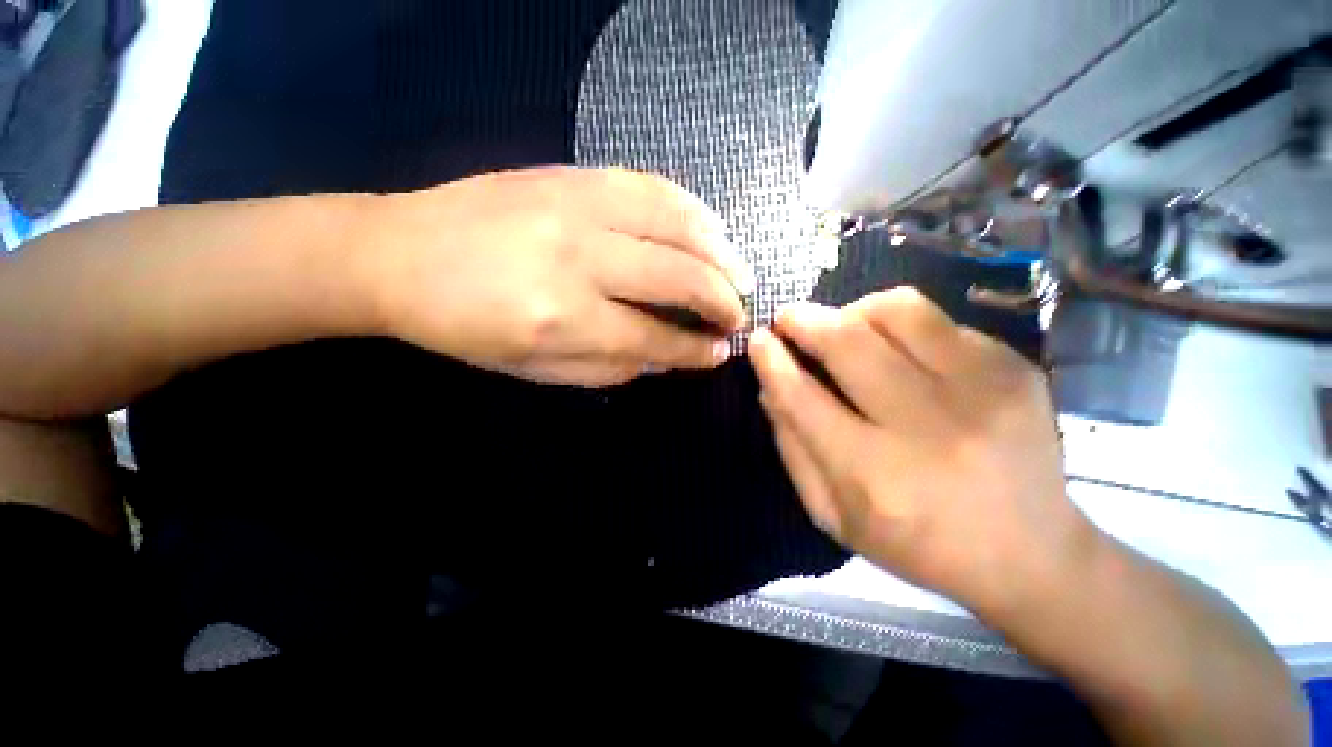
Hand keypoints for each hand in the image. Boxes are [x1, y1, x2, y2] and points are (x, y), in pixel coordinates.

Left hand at [365, 167, 753, 386]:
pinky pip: (651, 185)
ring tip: (740, 273)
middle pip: (679, 276)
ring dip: (720, 252)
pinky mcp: (572, 175)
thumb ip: (608, 368)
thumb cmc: (465, 327)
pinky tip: (710, 227)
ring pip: (677, 223)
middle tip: (741, 315)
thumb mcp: (535, 371)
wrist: (397, 254)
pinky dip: (692, 208)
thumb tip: (664, 359)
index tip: (721, 352)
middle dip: (722, 300)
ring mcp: (577, 206)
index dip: (696, 349)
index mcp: (563, 319)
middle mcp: (579, 258)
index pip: (655, 337)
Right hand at [748, 288, 1098, 621]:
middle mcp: (928, 428)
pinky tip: (897, 349)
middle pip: (848, 342)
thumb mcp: (834, 516)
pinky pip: (937, 320)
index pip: (803, 397)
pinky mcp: (1015, 370)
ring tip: (843, 326)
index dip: (772, 360)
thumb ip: (793, 449)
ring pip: (896, 311)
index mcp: (875, 476)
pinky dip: (900, 324)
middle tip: (788, 318)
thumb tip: (770, 388)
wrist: (1033, 554)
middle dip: (805, 320)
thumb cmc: (919, 544)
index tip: (758, 339)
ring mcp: (981, 391)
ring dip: (853, 310)